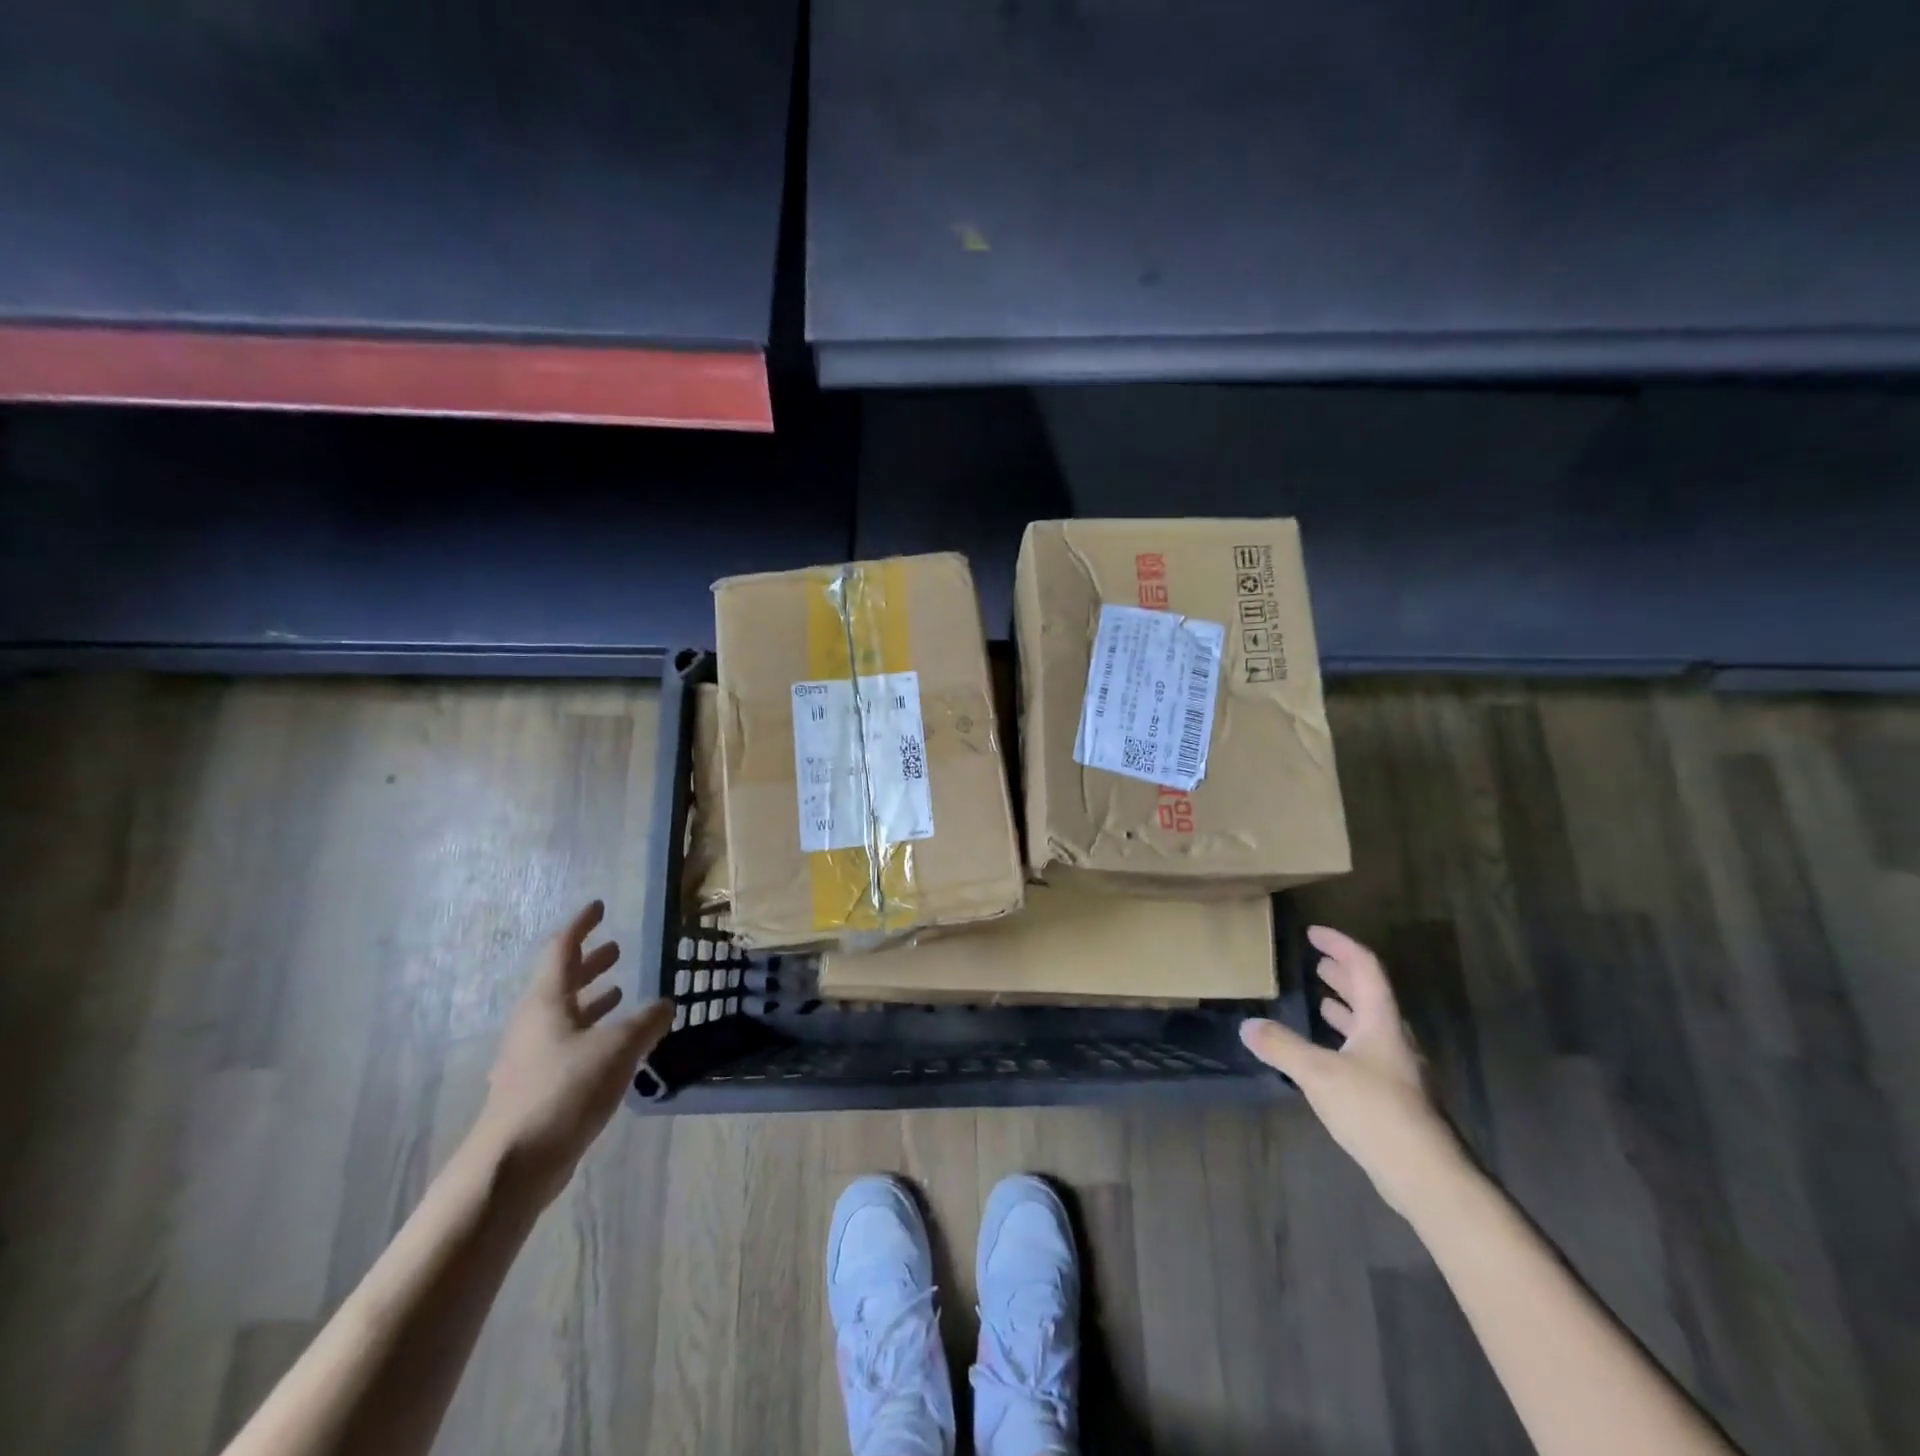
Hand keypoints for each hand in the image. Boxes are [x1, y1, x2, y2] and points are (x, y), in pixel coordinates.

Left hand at [474, 900, 671, 1205]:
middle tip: (614, 948)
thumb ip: (646, 1022)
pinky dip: (592, 1034)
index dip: (581, 926)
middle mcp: (534, 1024)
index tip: (597, 907)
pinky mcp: (537, 1089)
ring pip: (565, 1016)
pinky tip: (615, 1046)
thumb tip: (666, 1004)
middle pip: (561, 983)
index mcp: (546, 1003)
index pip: (562, 950)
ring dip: (592, 1000)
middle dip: (589, 964)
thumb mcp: (618, 1047)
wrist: (513, 1166)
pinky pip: (568, 1045)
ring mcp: (532, 1059)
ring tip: (620, 991)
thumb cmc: (564, 1090)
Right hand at [1241, 925, 1463, 1217]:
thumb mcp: (1319, 1073)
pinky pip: (1366, 1053)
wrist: (1427, 1176)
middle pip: (1370, 995)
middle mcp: (1393, 1040)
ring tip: (1321, 1001)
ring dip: (1345, 1008)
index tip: (1313, 934)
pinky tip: (1327, 1055)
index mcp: (1381, 1022)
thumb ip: (1282, 1047)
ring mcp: (1397, 1071)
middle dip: (1343, 975)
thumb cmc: (1375, 1111)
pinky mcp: (1394, 1098)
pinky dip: (1344, 1041)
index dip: (1340, 946)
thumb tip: (1247, 1026)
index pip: (1365, 968)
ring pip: (1370, 1026)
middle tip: (1317, 963)